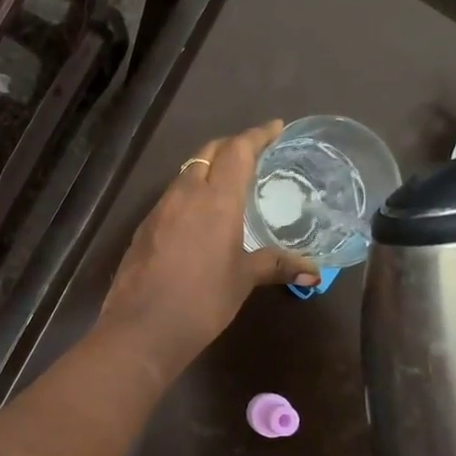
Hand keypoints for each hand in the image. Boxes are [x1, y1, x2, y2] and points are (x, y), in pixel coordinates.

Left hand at [98, 122, 319, 381]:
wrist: (142, 327)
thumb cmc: (201, 301)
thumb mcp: (242, 280)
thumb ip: (276, 265)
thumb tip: (313, 270)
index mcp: (215, 199)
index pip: (237, 150)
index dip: (257, 135)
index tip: (275, 127)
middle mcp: (184, 194)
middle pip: (208, 153)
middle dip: (232, 146)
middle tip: (254, 152)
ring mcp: (159, 210)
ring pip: (186, 174)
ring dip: (208, 168)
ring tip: (229, 182)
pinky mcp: (143, 228)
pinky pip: (171, 197)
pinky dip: (190, 193)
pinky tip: (199, 215)